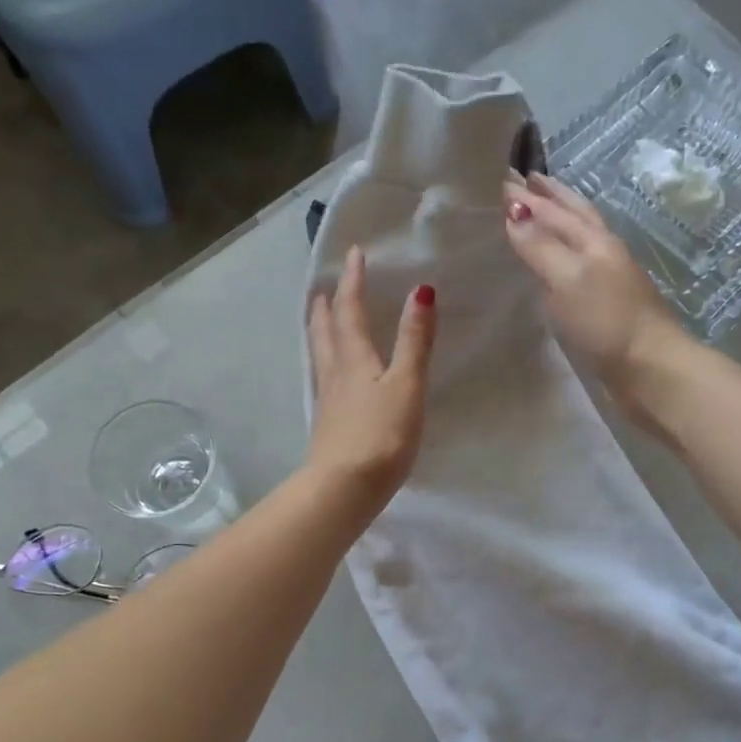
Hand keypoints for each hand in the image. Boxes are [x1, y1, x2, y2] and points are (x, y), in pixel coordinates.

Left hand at [306, 246, 435, 524]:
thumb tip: (420, 290)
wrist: (345, 488)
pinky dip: (326, 362)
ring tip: (319, 318)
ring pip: (321, 355)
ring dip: (320, 331)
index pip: (350, 310)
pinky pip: (324, 379)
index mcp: (354, 359)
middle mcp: (335, 373)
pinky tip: (331, 375)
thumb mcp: (406, 384)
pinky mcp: (328, 424)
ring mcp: (328, 400)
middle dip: (328, 304)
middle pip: (326, 330)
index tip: (354, 253)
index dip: (353, 281)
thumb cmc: (382, 435)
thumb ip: (414, 341)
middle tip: (324, 286)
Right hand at [503, 173, 681, 386]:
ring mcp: (610, 278)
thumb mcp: (568, 279)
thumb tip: (513, 213)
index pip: (556, 209)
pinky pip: (580, 267)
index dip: (529, 197)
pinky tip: (556, 265)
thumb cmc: (606, 321)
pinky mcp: (609, 305)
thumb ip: (541, 247)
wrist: (650, 368)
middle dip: (551, 197)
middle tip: (527, 180)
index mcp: (594, 240)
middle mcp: (604, 251)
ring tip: (541, 214)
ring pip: (581, 238)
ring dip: (560, 221)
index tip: (502, 179)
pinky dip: (564, 254)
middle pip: (576, 215)